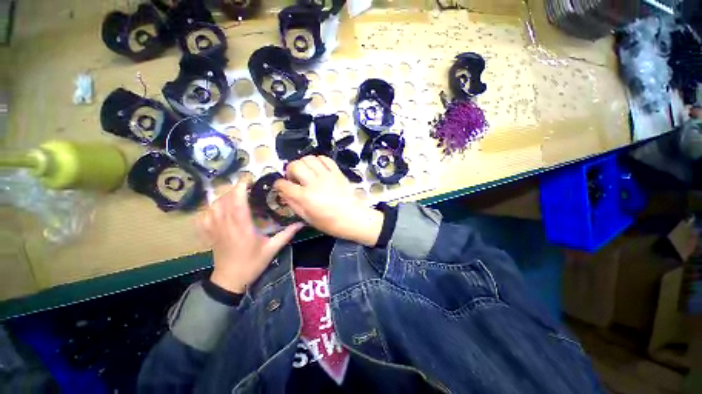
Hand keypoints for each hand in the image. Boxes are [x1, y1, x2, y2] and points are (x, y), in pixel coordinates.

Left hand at [199, 179, 302, 292]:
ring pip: (213, 206)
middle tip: (247, 187)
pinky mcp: (209, 234)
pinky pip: (204, 216)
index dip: (240, 188)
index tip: (249, 179)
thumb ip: (286, 234)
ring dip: (223, 196)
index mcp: (242, 227)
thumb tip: (301, 223)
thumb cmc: (252, 263)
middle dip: (234, 189)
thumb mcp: (272, 249)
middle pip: (224, 200)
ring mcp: (214, 229)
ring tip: (235, 194)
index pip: (237, 202)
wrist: (230, 280)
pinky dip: (209, 208)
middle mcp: (226, 225)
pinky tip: (217, 207)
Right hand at [275, 156, 383, 246]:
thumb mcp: (308, 219)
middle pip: (295, 165)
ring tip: (306, 172)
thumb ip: (294, 205)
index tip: (281, 186)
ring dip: (303, 163)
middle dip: (290, 170)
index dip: (278, 185)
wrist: (354, 218)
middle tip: (294, 178)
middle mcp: (314, 183)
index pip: (284, 184)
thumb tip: (284, 194)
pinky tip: (318, 168)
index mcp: (305, 197)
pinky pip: (325, 159)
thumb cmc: (331, 223)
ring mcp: (327, 176)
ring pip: (309, 158)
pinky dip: (318, 160)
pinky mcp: (337, 172)